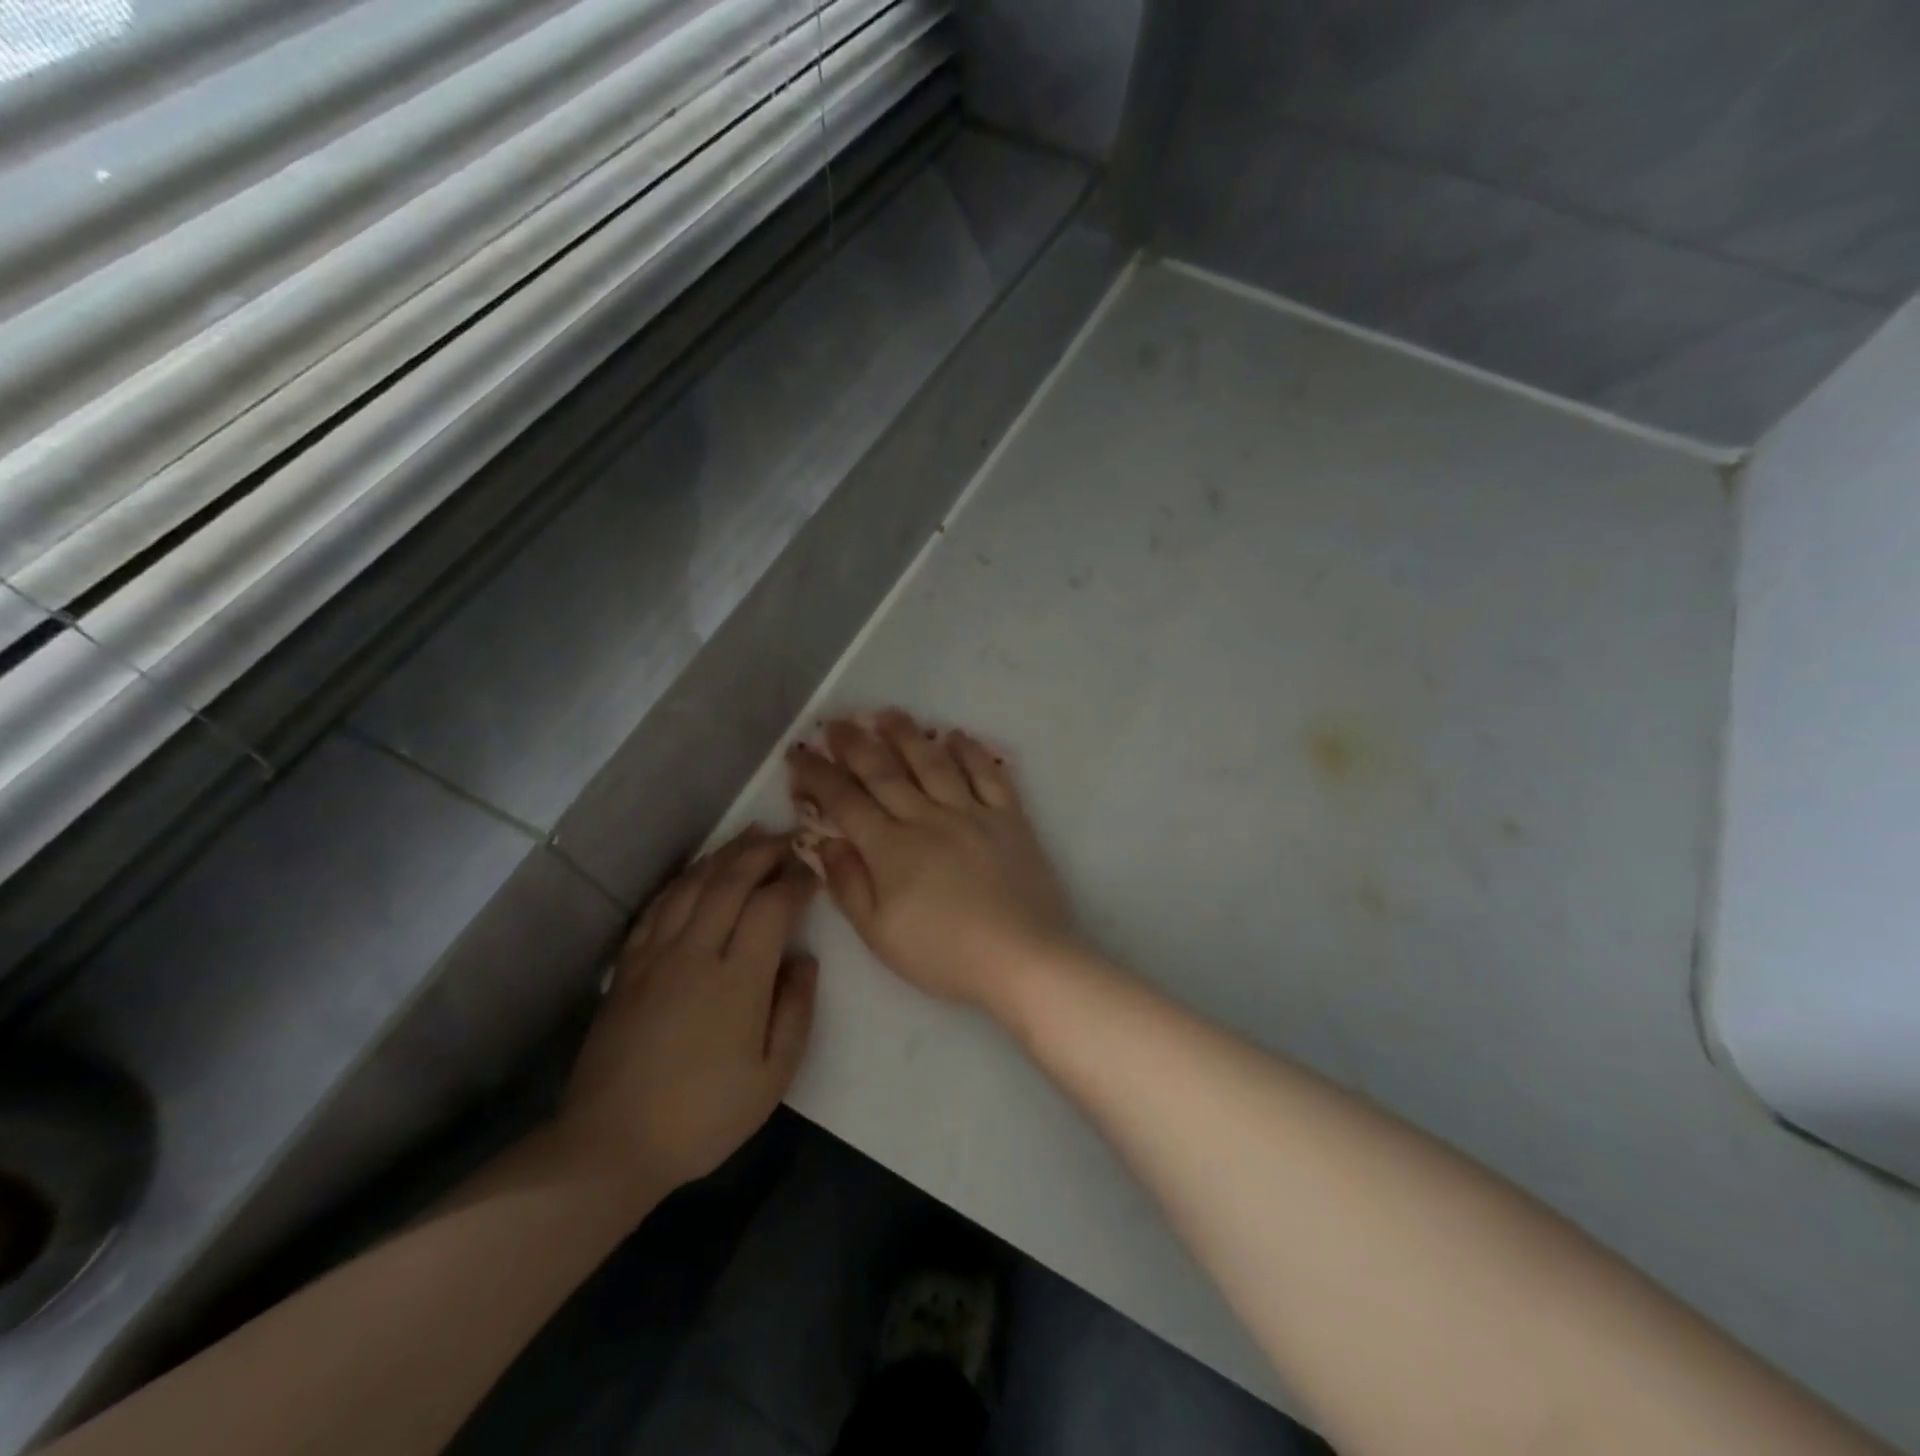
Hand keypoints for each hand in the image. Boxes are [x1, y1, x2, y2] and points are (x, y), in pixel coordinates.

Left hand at [558, 829, 817, 1200]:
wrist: (610, 1144)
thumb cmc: (703, 1116)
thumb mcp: (772, 1078)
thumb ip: (796, 1011)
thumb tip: (804, 959)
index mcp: (737, 980)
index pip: (771, 906)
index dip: (796, 881)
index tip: (814, 871)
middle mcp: (695, 953)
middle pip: (731, 880)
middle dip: (763, 851)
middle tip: (788, 836)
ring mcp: (656, 956)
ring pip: (692, 885)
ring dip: (724, 854)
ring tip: (749, 835)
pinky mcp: (628, 966)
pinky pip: (658, 906)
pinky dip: (684, 879)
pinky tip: (698, 872)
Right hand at [785, 710, 1075, 1009]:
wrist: (1023, 958)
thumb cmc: (945, 955)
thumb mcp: (880, 935)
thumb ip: (849, 885)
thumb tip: (827, 842)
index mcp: (892, 849)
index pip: (846, 801)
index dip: (819, 776)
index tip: (799, 754)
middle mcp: (928, 818)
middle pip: (885, 772)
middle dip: (855, 744)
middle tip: (836, 722)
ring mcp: (972, 813)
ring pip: (933, 762)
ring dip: (907, 735)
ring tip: (888, 713)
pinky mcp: (1009, 818)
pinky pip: (988, 774)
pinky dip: (971, 751)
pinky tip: (956, 736)